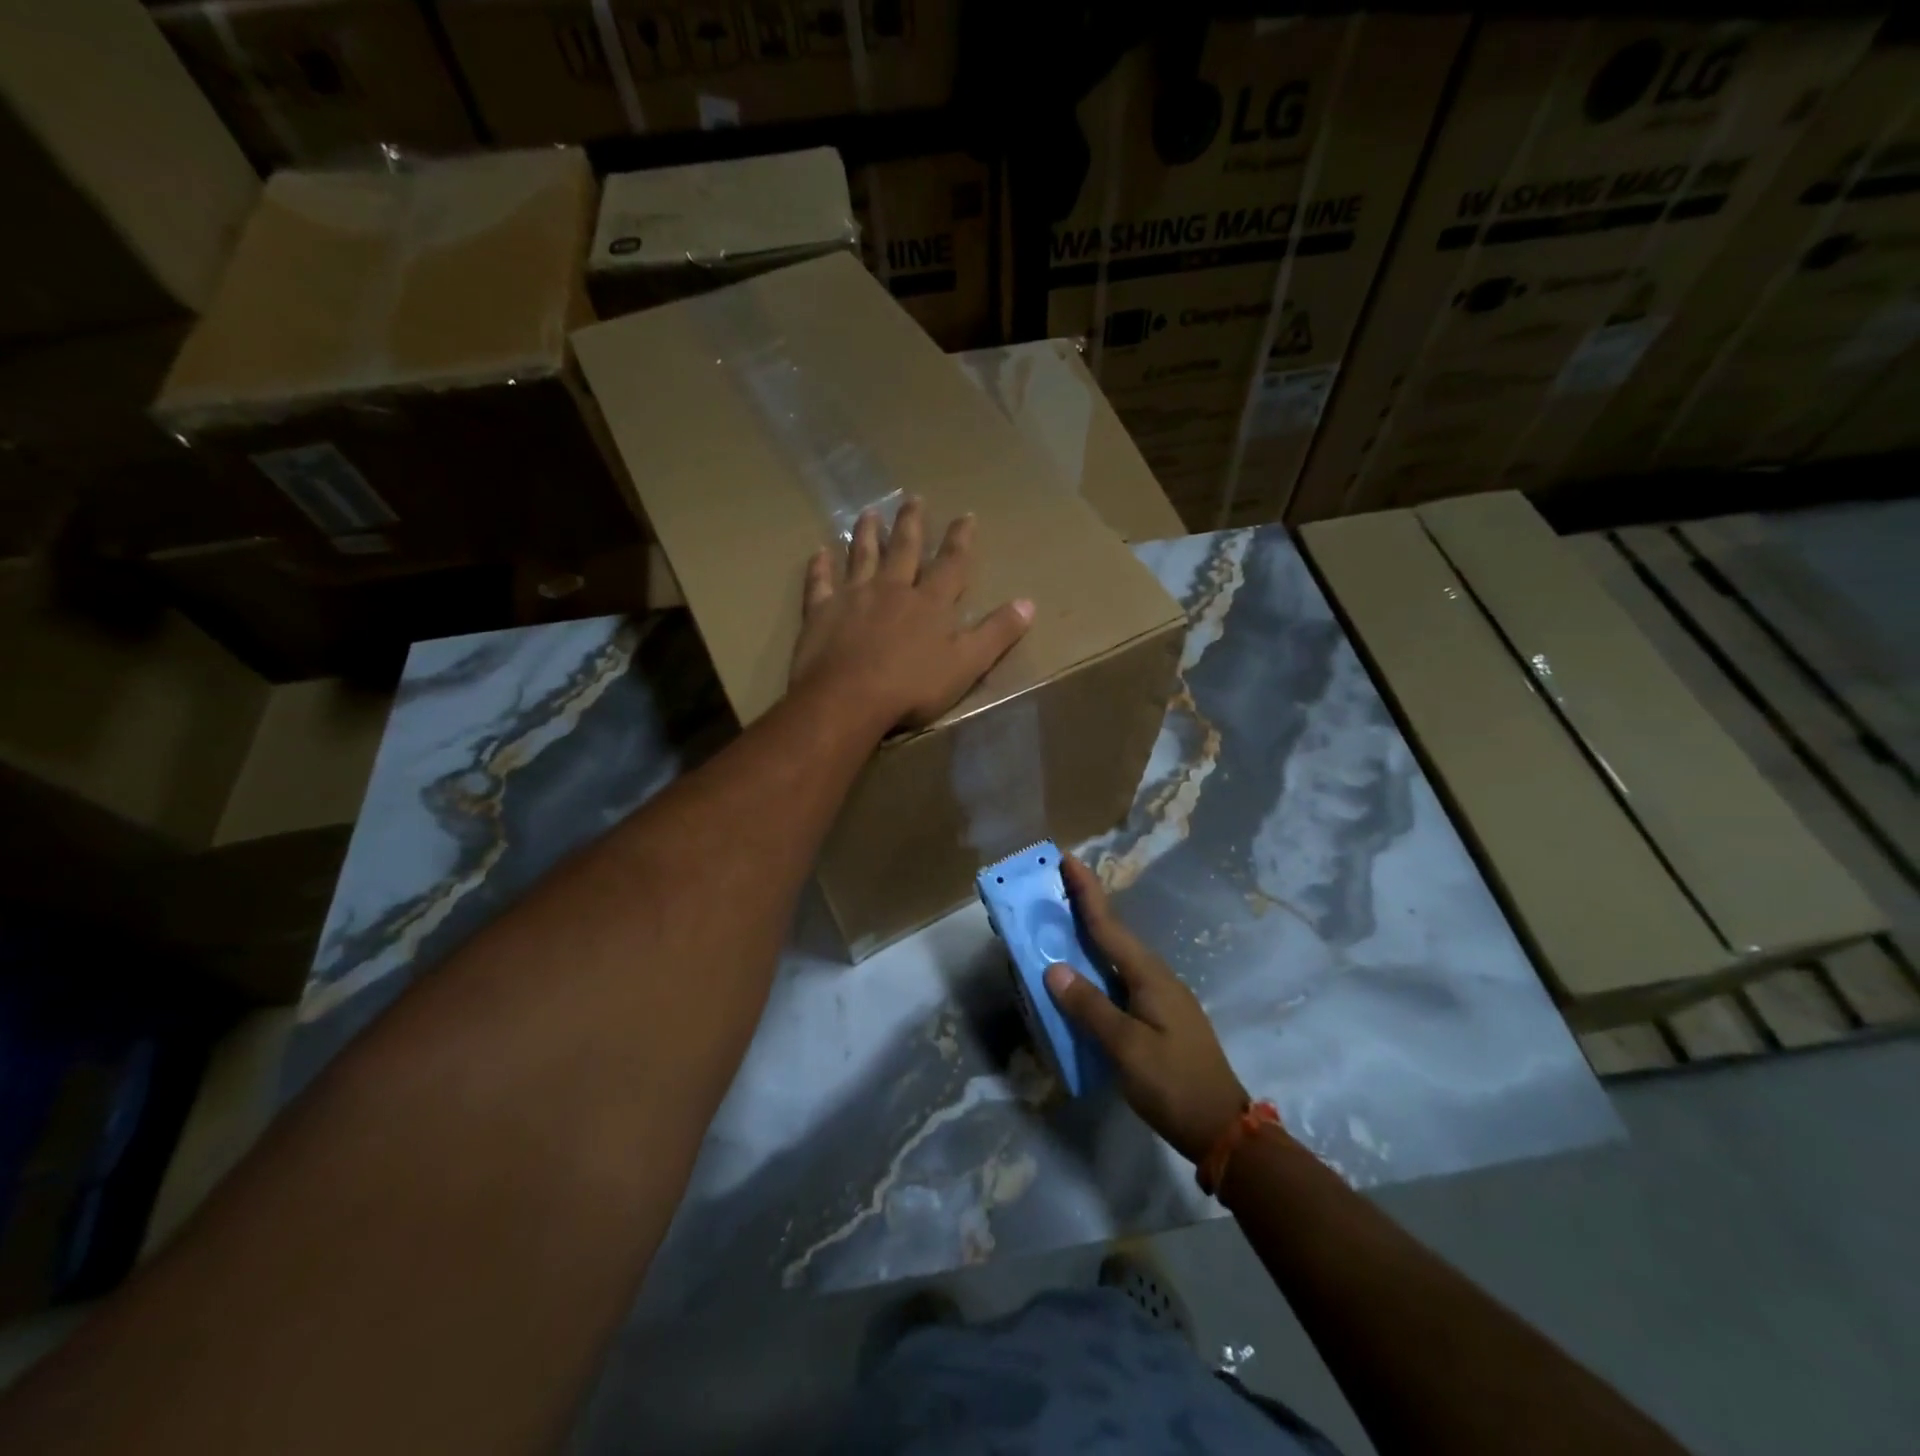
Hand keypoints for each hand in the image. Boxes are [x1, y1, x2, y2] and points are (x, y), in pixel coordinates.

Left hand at [790, 499, 1032, 729]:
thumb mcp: (967, 664)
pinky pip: (820, 583)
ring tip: (869, 512)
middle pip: (904, 549)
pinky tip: (818, 553)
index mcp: (930, 603)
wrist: (848, 699)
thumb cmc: (912, 687)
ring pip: (862, 556)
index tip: (966, 515)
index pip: (951, 564)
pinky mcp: (821, 612)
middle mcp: (892, 589)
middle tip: (913, 498)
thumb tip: (1029, 603)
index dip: (960, 539)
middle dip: (912, 523)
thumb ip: (996, 633)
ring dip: (867, 534)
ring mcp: (853, 597)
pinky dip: (820, 568)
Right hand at [1044, 855, 1251, 1163]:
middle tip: (1055, 884)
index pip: (1108, 925)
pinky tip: (1082, 976)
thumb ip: (1089, 1007)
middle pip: (1113, 934)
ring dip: (1089, 935)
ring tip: (1060, 922)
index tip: (1067, 858)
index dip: (1086, 892)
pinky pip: (1119, 979)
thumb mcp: (1126, 1047)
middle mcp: (1155, 977)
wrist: (1221, 1128)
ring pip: (1116, 957)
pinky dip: (1096, 967)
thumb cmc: (1173, 1083)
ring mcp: (1159, 996)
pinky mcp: (1157, 1016)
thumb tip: (1053, 969)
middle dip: (1085, 906)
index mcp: (1148, 975)